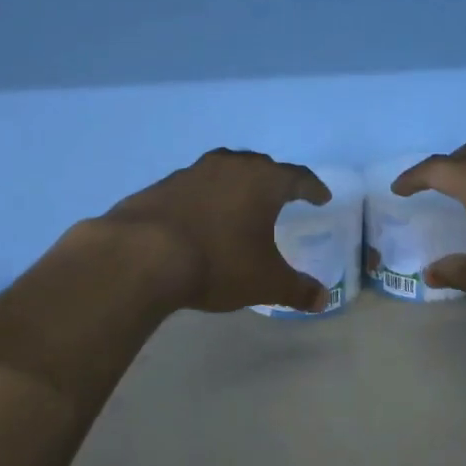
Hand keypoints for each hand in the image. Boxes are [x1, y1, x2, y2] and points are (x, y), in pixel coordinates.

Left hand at [101, 148, 333, 313]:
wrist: (142, 255)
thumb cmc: (219, 262)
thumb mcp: (266, 282)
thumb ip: (297, 289)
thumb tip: (323, 299)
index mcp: (263, 182)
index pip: (297, 178)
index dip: (312, 188)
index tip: (321, 197)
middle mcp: (230, 167)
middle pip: (260, 166)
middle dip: (274, 180)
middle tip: (281, 196)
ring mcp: (192, 173)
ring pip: (224, 171)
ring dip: (236, 185)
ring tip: (240, 204)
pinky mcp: (161, 186)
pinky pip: (194, 187)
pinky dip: (204, 199)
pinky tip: (201, 219)